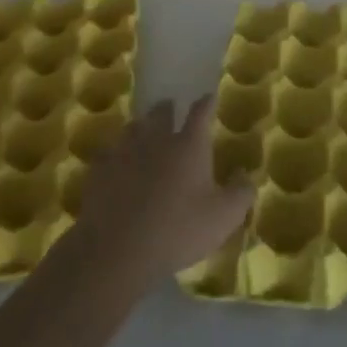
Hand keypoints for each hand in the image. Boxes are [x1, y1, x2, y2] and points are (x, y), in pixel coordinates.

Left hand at [74, 95, 252, 284]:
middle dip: (167, 109)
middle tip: (170, 108)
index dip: (206, 103)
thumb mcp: (223, 218)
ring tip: (143, 130)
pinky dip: (116, 153)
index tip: (209, 96)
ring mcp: (124, 152)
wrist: (117, 249)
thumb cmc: (178, 230)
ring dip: (141, 126)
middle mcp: (156, 139)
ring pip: (133, 128)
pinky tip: (116, 162)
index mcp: (189, 145)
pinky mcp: (100, 170)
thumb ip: (241, 194)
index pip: (200, 113)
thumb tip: (246, 175)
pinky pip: (109, 153)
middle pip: (161, 114)